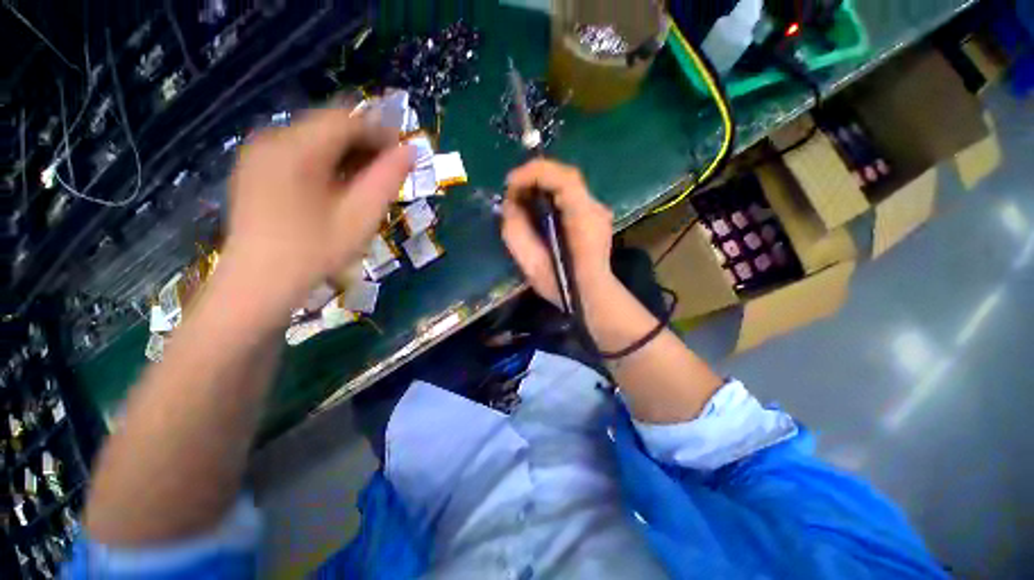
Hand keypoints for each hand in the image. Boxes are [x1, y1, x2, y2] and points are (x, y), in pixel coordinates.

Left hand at [221, 107, 412, 309]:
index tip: (402, 152)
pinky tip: (336, 186)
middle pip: (327, 125)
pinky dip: (324, 160)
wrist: (258, 282)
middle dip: (363, 142)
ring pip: (313, 137)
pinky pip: (297, 150)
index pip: (345, 119)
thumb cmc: (315, 251)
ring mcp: (258, 153)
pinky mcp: (254, 168)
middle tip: (387, 170)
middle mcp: (271, 139)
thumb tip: (409, 150)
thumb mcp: (361, 216)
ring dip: (345, 152)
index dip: (379, 131)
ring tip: (365, 181)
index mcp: (296, 148)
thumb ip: (387, 179)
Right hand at [501, 159, 614, 307]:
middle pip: (566, 176)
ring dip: (541, 184)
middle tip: (512, 189)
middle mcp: (595, 208)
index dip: (534, 173)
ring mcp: (597, 210)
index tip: (509, 183)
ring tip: (520, 195)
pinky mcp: (593, 215)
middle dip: (534, 176)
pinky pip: (569, 195)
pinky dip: (550, 193)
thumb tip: (509, 205)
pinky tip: (537, 205)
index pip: (564, 179)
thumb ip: (516, 232)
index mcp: (583, 219)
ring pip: (567, 183)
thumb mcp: (531, 264)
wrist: (592, 296)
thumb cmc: (562, 286)